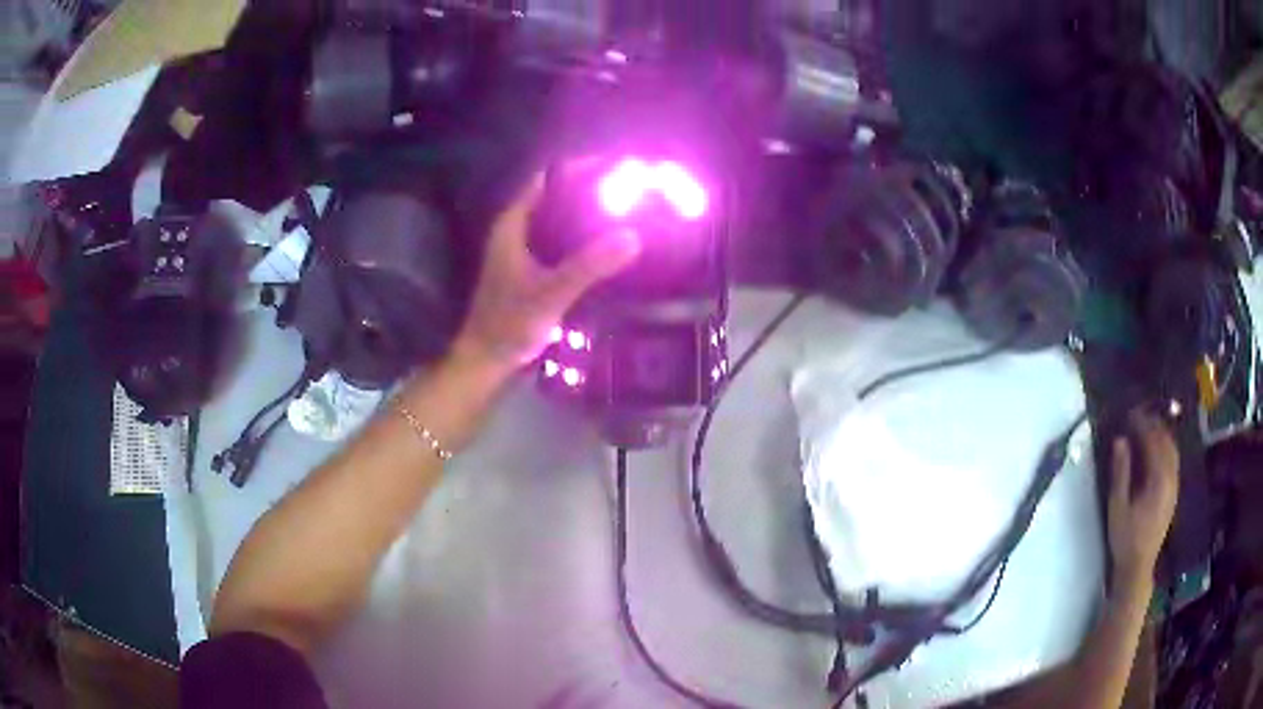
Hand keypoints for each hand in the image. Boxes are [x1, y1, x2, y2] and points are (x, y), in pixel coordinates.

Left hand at [452, 173, 640, 373]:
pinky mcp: (532, 271)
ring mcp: (523, 252)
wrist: (487, 361)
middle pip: (556, 197)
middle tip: (628, 190)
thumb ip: (589, 265)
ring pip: (559, 221)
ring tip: (625, 212)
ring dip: (587, 215)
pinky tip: (608, 246)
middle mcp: (517, 231)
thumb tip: (633, 235)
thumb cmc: (509, 324)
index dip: (578, 169)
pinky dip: (583, 239)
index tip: (614, 167)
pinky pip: (562, 243)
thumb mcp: (551, 293)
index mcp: (513, 225)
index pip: (547, 180)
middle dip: (589, 191)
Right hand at [1107, 410, 1179, 588]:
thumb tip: (1120, 440)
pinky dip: (1166, 448)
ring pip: (1172, 449)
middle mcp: (1171, 477)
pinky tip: (1157, 450)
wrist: (1138, 567)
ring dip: (1161, 435)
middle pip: (1166, 441)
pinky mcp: (1174, 492)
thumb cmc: (1125, 538)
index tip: (1129, 414)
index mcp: (1158, 479)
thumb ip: (1121, 472)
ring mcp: (1174, 485)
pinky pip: (1173, 460)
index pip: (1152, 441)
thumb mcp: (1118, 507)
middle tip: (1138, 417)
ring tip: (1147, 428)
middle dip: (1153, 425)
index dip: (1141, 424)